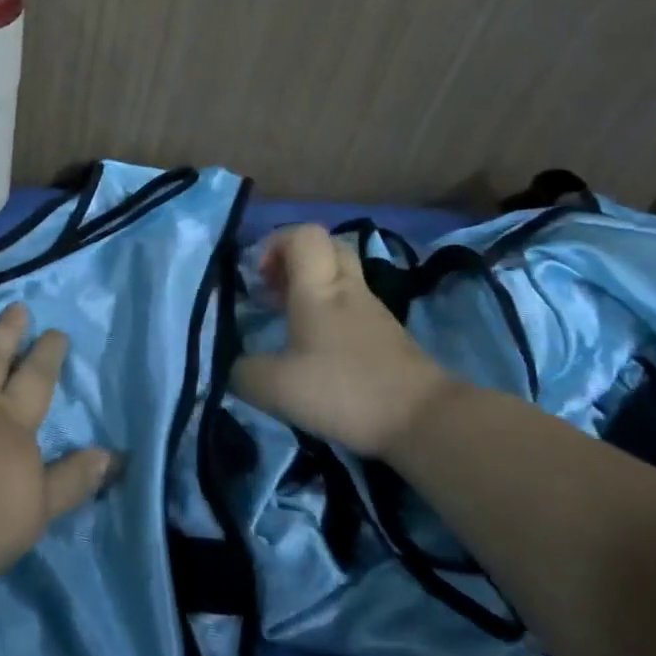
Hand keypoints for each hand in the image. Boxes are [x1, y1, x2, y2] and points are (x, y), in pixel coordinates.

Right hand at [233, 224, 458, 457]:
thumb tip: (231, 365)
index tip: (258, 276)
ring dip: (311, 288)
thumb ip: (242, 371)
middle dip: (293, 260)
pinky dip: (329, 313)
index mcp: (318, 287)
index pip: (302, 234)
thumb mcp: (274, 387)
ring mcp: (372, 310)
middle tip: (272, 289)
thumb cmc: (344, 389)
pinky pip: (352, 305)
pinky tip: (315, 348)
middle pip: (325, 247)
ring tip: (287, 320)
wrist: (423, 420)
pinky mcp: (387, 335)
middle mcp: (347, 288)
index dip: (275, 244)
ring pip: (340, 276)